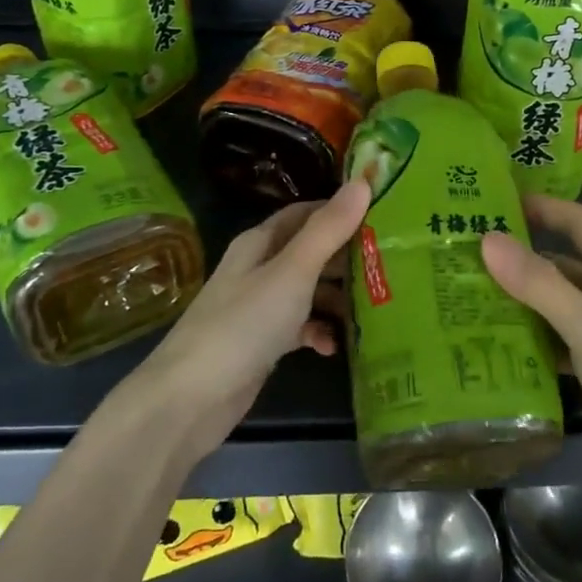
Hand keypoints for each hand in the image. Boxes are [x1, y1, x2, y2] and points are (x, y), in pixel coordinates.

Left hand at [121, 179, 370, 467]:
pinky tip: (336, 347)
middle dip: (347, 257)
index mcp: (260, 243)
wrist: (190, 399)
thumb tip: (362, 182)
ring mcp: (260, 307)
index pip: (306, 214)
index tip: (384, 217)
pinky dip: (319, 332)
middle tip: (391, 263)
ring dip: (338, 298)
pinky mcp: (262, 343)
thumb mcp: (292, 272)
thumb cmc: (243, 325)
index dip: (341, 211)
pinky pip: (300, 327)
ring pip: (308, 291)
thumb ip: (328, 230)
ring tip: (376, 307)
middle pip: (310, 252)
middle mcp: (259, 268)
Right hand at [481, 195, 581, 498]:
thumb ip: (539, 283)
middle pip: (568, 261)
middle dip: (524, 257)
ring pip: (562, 299)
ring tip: (475, 293)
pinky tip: (501, 338)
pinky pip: (563, 333)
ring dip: (526, 296)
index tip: (498, 202)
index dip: (544, 208)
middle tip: (472, 255)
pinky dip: (536, 331)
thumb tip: (489, 239)